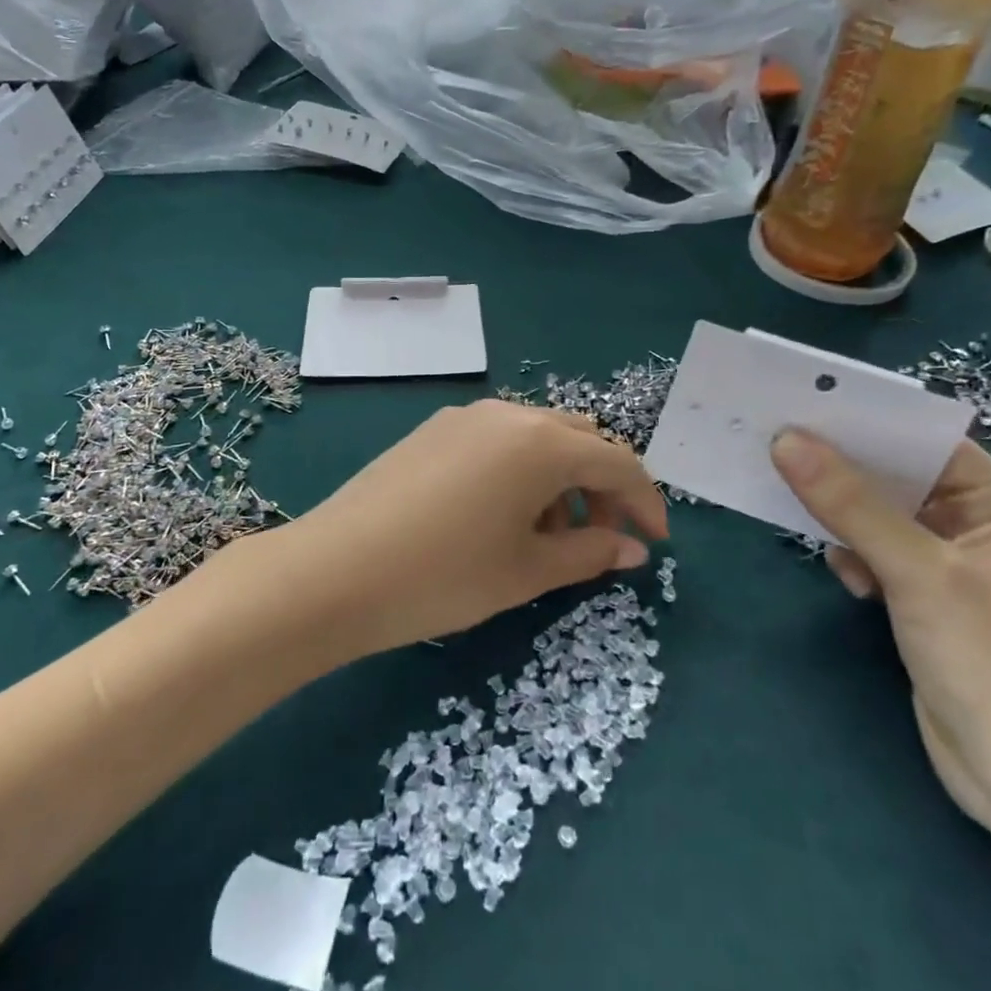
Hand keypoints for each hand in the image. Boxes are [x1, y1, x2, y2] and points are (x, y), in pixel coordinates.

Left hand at [273, 400, 668, 659]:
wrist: (335, 570)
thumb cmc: (445, 576)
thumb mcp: (526, 571)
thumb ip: (588, 553)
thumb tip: (631, 549)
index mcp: (541, 442)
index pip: (618, 462)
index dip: (645, 503)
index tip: (655, 544)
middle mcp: (507, 415)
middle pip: (579, 439)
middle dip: (601, 486)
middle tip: (600, 539)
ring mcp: (464, 418)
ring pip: (536, 438)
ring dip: (559, 479)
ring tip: (547, 537)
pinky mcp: (432, 431)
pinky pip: (497, 441)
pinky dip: (520, 471)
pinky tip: (500, 516)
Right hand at [771, 430, 990, 839]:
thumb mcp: (919, 573)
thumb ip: (850, 504)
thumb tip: (787, 441)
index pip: (927, 442)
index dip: (867, 421)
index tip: (802, 404)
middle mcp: (978, 529)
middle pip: (898, 478)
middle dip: (842, 467)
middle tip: (777, 445)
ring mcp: (952, 569)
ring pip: (881, 517)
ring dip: (842, 513)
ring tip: (795, 505)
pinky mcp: (927, 604)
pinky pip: (878, 555)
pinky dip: (854, 555)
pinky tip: (845, 576)